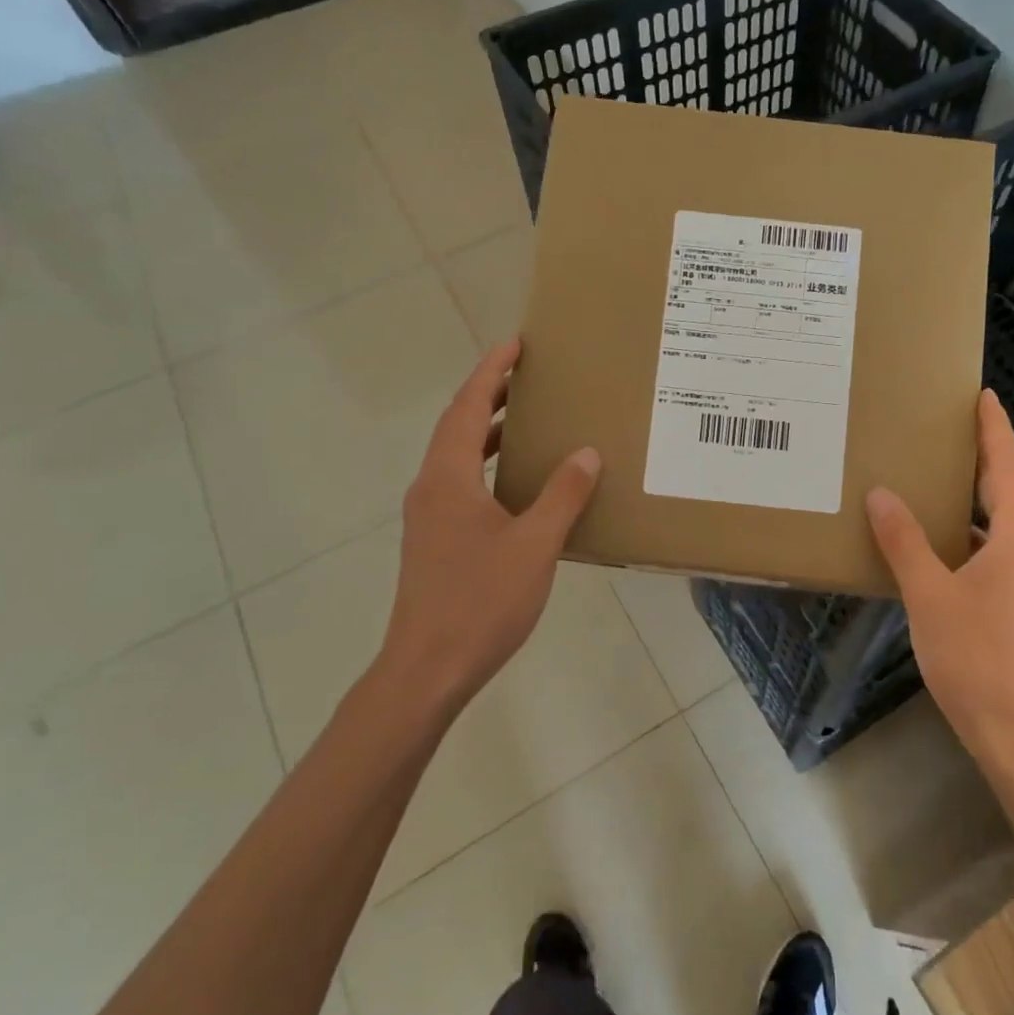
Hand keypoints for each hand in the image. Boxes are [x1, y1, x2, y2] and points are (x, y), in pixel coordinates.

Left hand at [376, 338, 601, 723]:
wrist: (427, 670)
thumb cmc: (480, 601)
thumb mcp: (534, 545)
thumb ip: (562, 495)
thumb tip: (585, 451)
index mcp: (448, 478)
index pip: (466, 407)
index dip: (490, 372)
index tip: (515, 344)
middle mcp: (431, 488)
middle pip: (457, 426)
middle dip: (489, 395)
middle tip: (527, 375)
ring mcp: (429, 517)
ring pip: (457, 457)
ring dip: (487, 431)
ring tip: (526, 419)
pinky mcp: (435, 541)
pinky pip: (461, 484)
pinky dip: (487, 466)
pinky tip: (519, 484)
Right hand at [864, 389, 1013, 769]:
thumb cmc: (976, 658)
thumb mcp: (930, 596)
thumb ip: (905, 542)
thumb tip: (882, 495)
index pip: (1007, 469)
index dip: (995, 431)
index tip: (984, 396)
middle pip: (1006, 495)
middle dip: (980, 462)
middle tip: (946, 433)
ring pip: (1000, 529)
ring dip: (970, 506)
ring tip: (931, 486)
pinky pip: (997, 556)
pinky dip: (969, 541)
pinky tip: (936, 549)